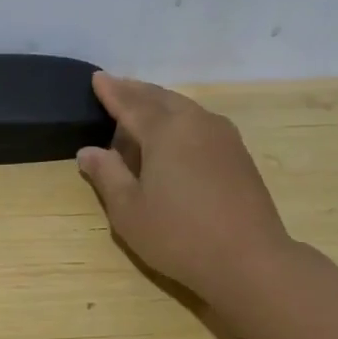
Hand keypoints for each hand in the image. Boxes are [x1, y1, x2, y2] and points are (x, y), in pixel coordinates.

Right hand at [76, 72, 291, 302]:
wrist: (249, 260)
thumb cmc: (178, 235)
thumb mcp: (128, 210)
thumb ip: (106, 175)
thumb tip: (88, 151)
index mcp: (164, 131)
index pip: (130, 103)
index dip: (111, 91)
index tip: (96, 78)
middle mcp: (195, 122)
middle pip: (159, 98)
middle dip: (135, 91)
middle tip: (115, 87)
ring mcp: (222, 136)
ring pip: (183, 107)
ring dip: (158, 103)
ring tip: (140, 107)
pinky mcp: (237, 153)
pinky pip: (200, 122)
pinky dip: (178, 119)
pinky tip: (173, 134)